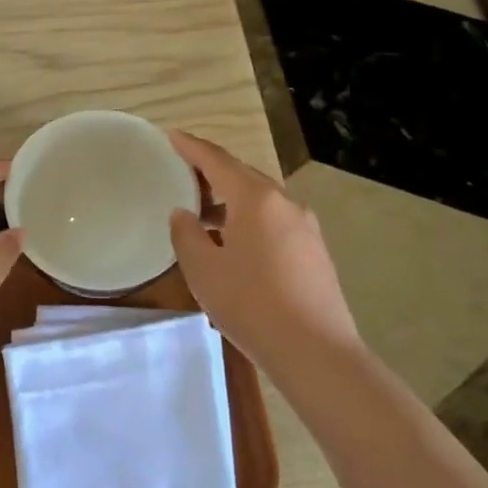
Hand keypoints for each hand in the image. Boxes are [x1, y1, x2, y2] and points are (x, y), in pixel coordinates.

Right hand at [167, 132, 366, 371]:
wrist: (315, 351)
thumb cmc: (250, 303)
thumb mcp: (202, 268)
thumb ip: (186, 234)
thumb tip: (184, 214)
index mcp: (256, 199)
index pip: (217, 161)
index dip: (192, 148)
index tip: (172, 136)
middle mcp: (284, 203)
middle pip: (242, 176)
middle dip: (212, 172)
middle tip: (184, 174)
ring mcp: (305, 227)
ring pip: (260, 201)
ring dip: (230, 201)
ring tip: (203, 214)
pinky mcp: (314, 251)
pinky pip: (274, 222)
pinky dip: (248, 221)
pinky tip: (233, 244)